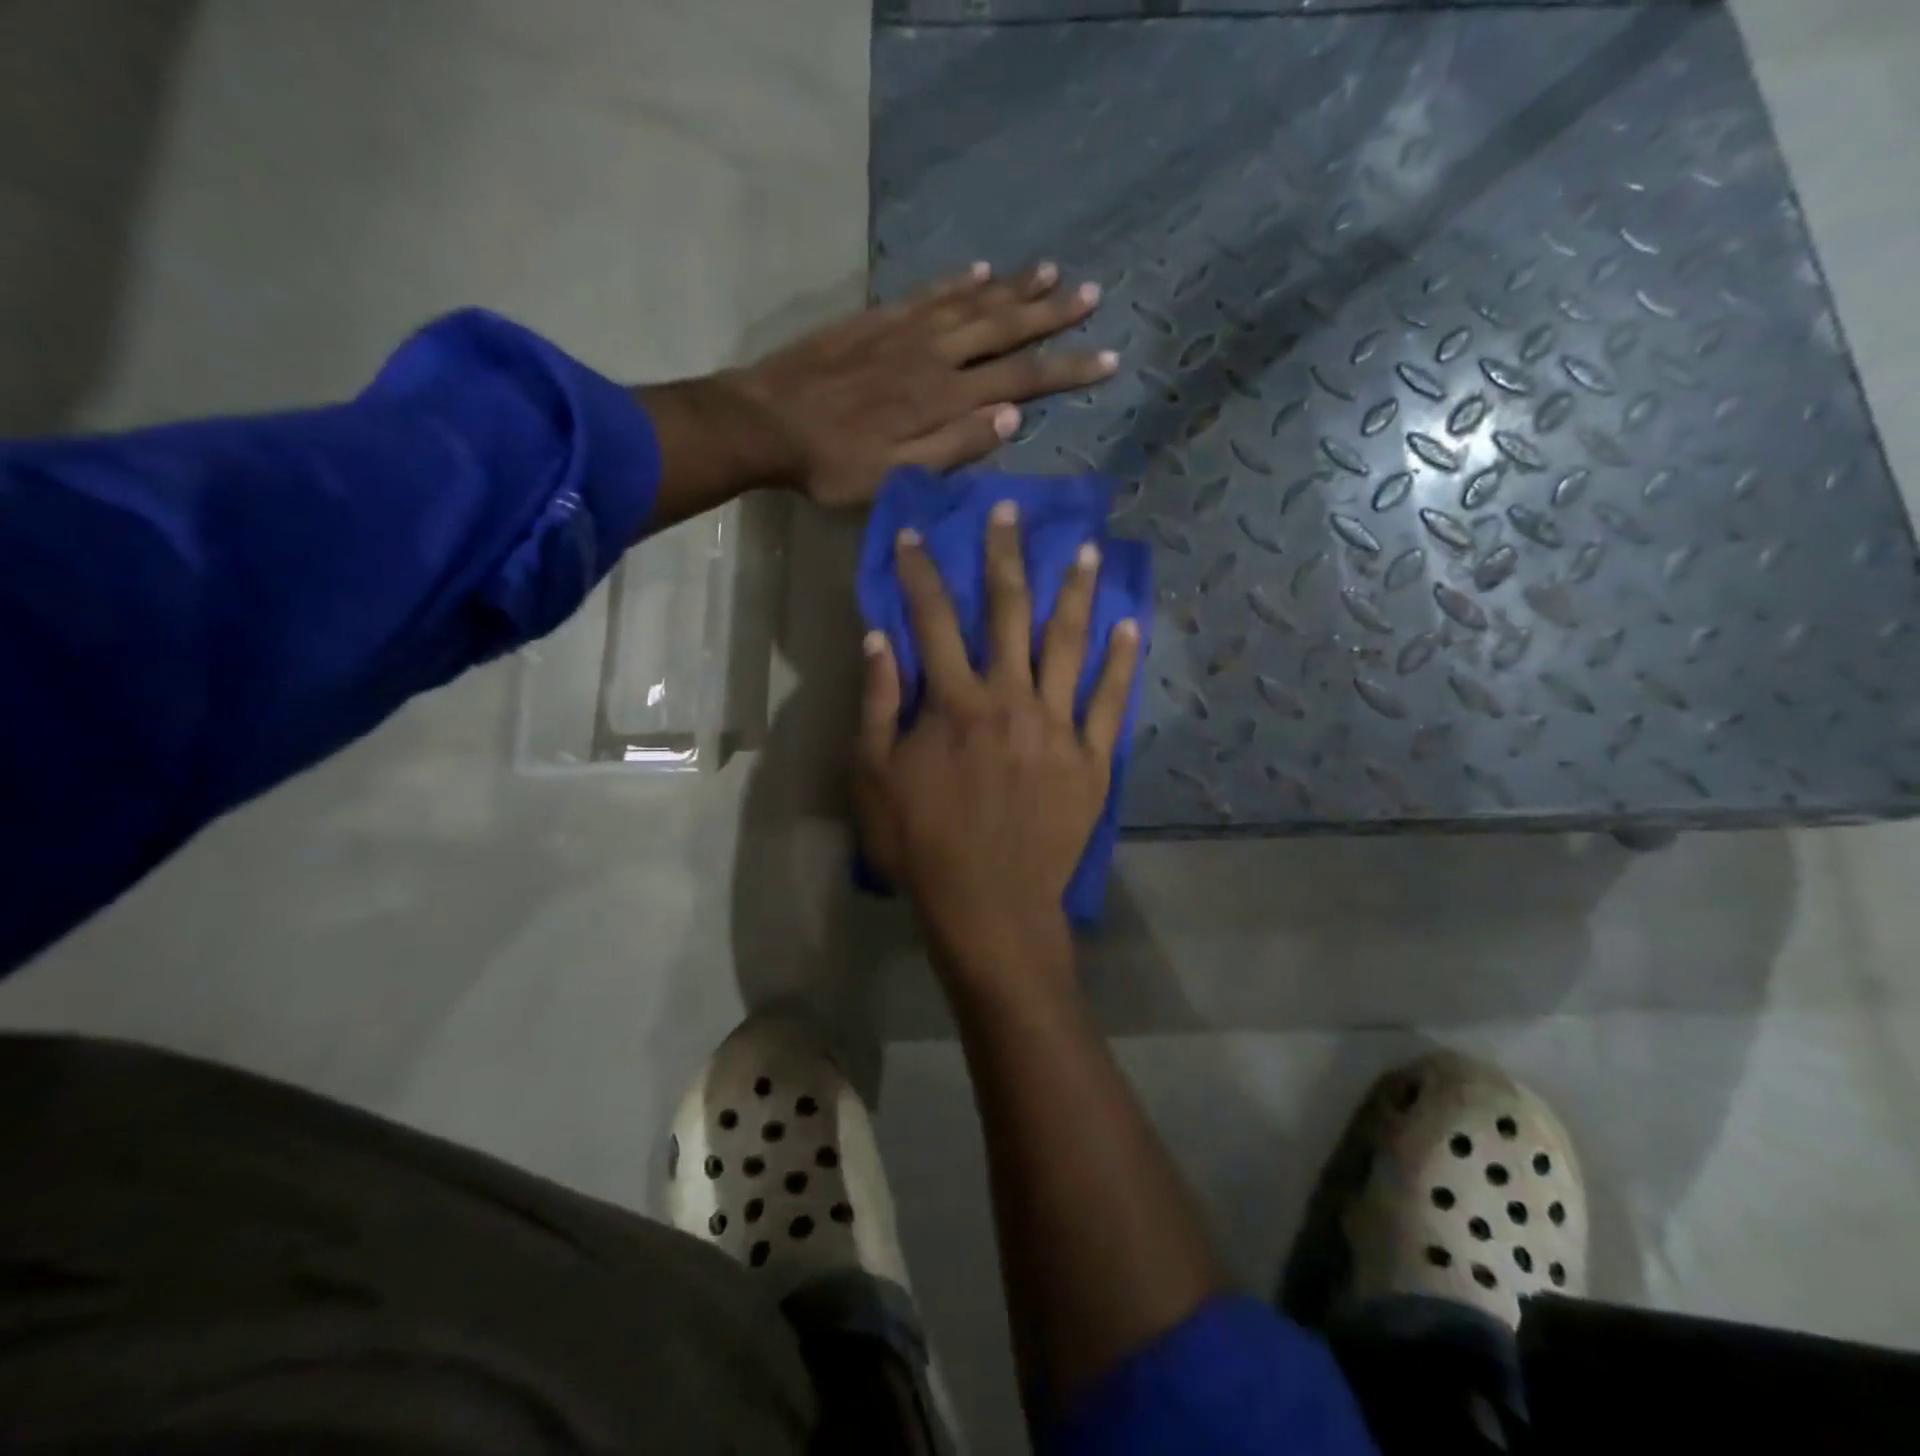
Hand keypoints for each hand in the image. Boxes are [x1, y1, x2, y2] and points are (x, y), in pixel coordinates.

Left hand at [726, 262, 1116, 507]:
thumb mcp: (896, 476)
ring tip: (1051, 271)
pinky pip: (928, 293)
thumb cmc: (833, 464)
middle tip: (1091, 293)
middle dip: (1051, 313)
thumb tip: (1011, 419)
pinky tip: (980, 269)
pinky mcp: (877, 320)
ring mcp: (905, 332)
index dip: (1066, 368)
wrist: (767, 423)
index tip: (1109, 357)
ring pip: (972, 302)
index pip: (1020, 379)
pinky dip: (959, 281)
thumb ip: (954, 447)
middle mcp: (934, 356)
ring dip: (1014, 288)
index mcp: (944, 399)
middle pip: (1003, 328)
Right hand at [854, 499, 1139, 967]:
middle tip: (1012, 510)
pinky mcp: (1093, 759)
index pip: (933, 619)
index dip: (921, 572)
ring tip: (1086, 550)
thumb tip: (880, 639)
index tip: (916, 534)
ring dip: (1075, 592)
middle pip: (1008, 612)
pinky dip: (1122, 662)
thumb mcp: (873, 779)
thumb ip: (877, 705)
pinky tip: (1130, 626)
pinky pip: (1111, 701)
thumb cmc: (922, 845)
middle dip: (1005, 556)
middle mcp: (1010, 699)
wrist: (990, 906)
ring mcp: (1059, 726)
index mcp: (954, 703)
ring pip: (1069, 644)